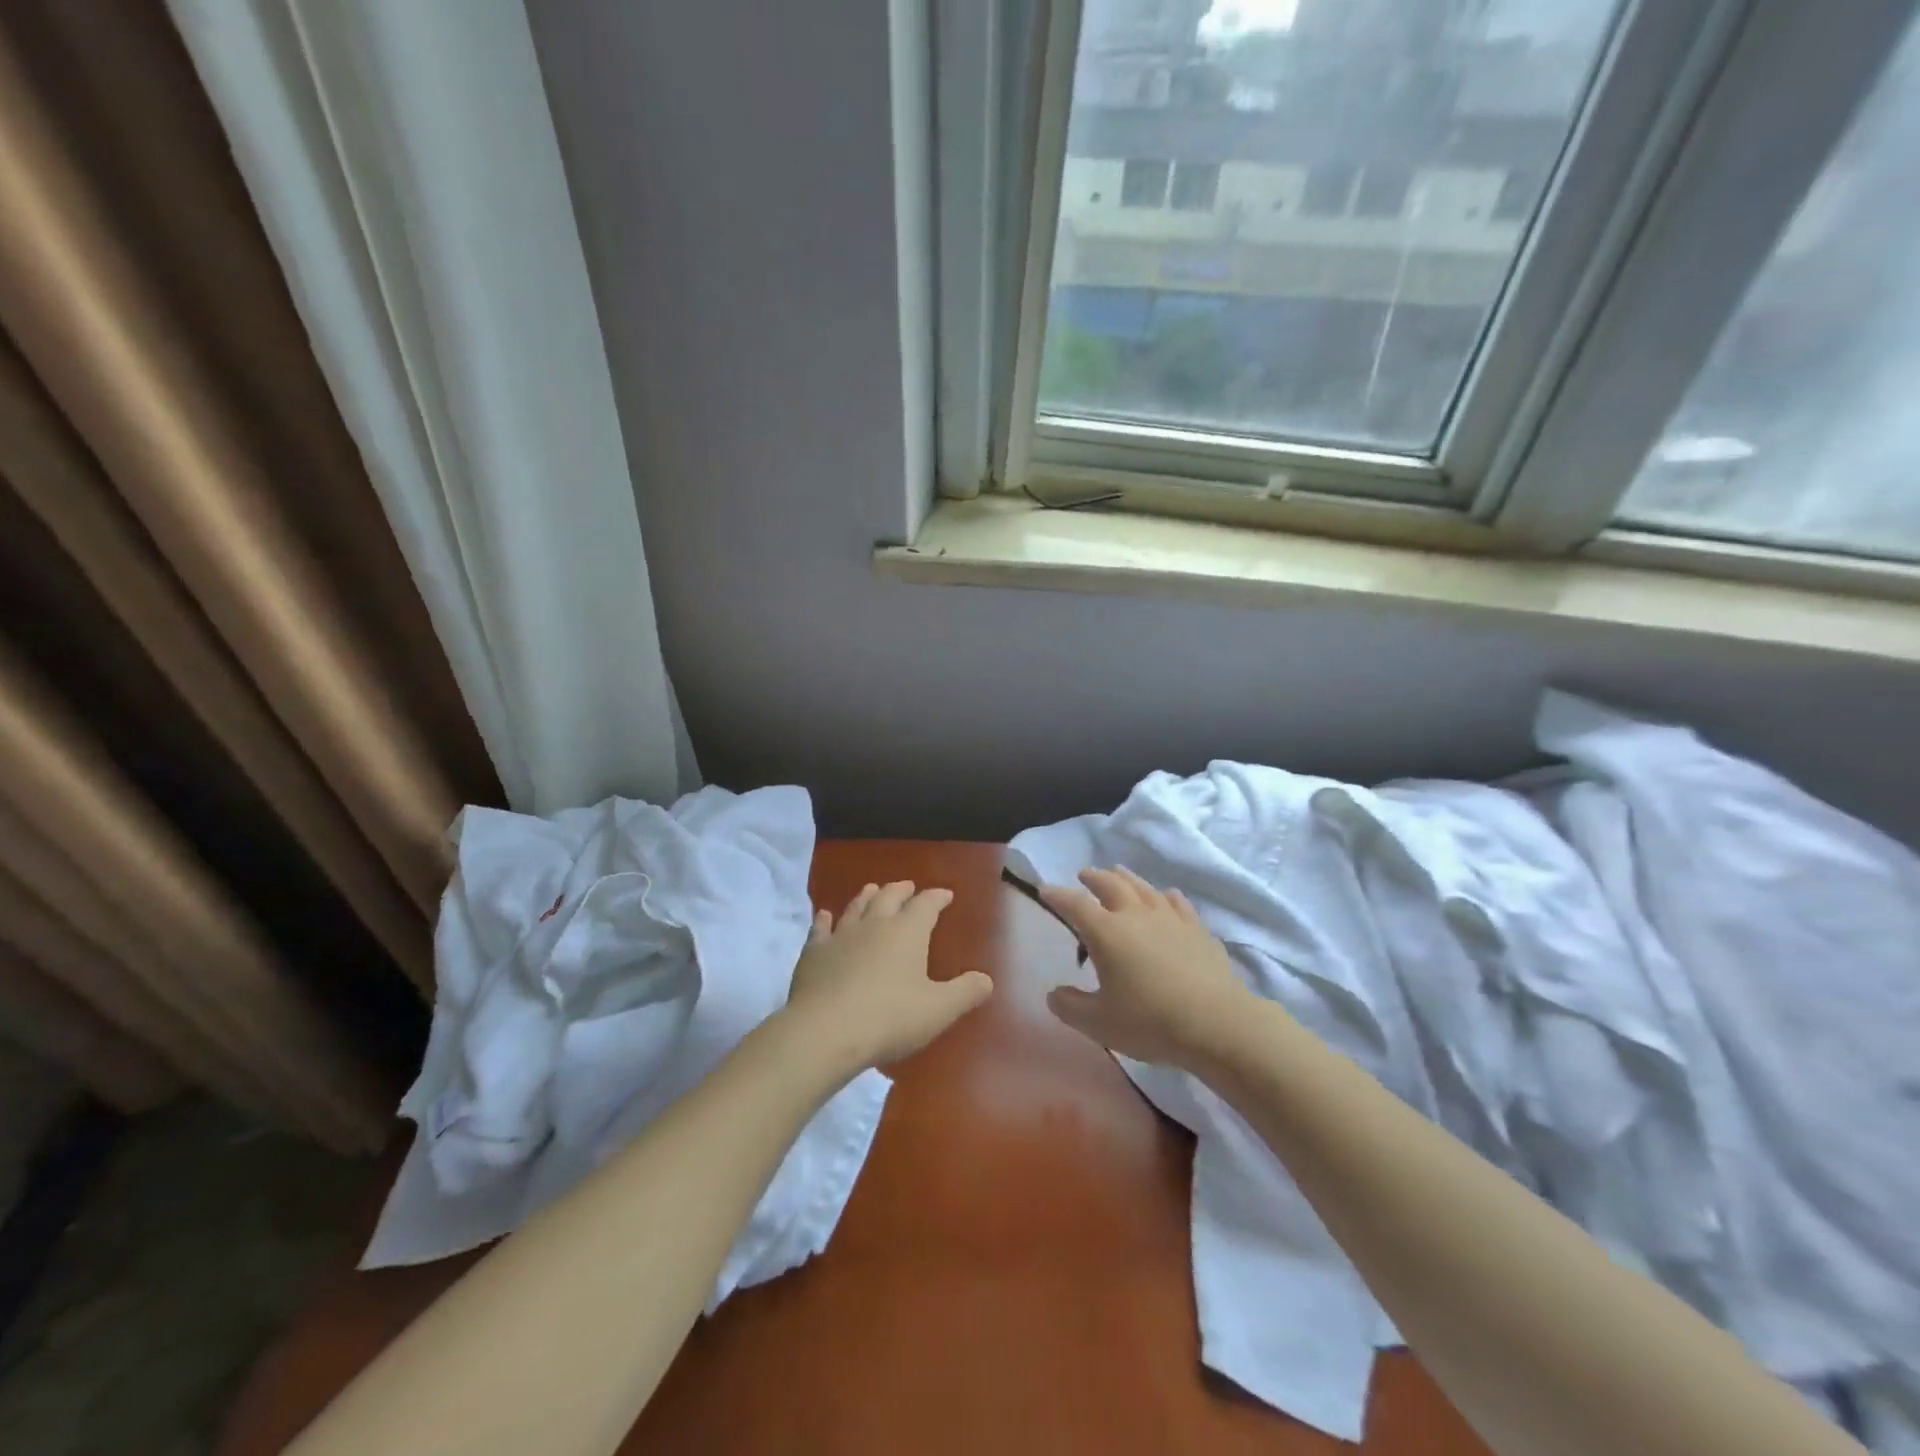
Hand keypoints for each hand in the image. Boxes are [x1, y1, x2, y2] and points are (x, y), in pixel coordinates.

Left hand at [782, 881, 992, 1072]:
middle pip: (889, 897)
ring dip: (867, 896)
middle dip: (902, 890)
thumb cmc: (889, 1019)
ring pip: (856, 906)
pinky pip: (820, 928)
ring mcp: (841, 935)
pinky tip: (824, 915)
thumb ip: (965, 993)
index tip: (945, 894)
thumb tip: (987, 980)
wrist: (825, 1031)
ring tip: (873, 889)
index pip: (926, 905)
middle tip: (909, 886)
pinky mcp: (814, 953)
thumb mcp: (938, 1010)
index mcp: (907, 932)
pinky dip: (824, 919)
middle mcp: (875, 924)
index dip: (937, 897)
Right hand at [1040, 867, 1250, 1069]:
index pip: (1074, 905)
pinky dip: (1166, 897)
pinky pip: (1178, 904)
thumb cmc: (1149, 1021)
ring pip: (1144, 888)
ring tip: (1119, 873)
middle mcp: (1136, 915)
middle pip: (1111, 885)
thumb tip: (1053, 994)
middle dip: (1094, 877)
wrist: (1216, 1023)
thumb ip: (1070, 1006)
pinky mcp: (1197, 930)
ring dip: (1127, 878)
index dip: (1057, 896)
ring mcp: (1170, 919)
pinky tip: (1167, 897)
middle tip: (1084, 874)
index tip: (1044, 889)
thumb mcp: (1098, 1023)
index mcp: (1106, 932)